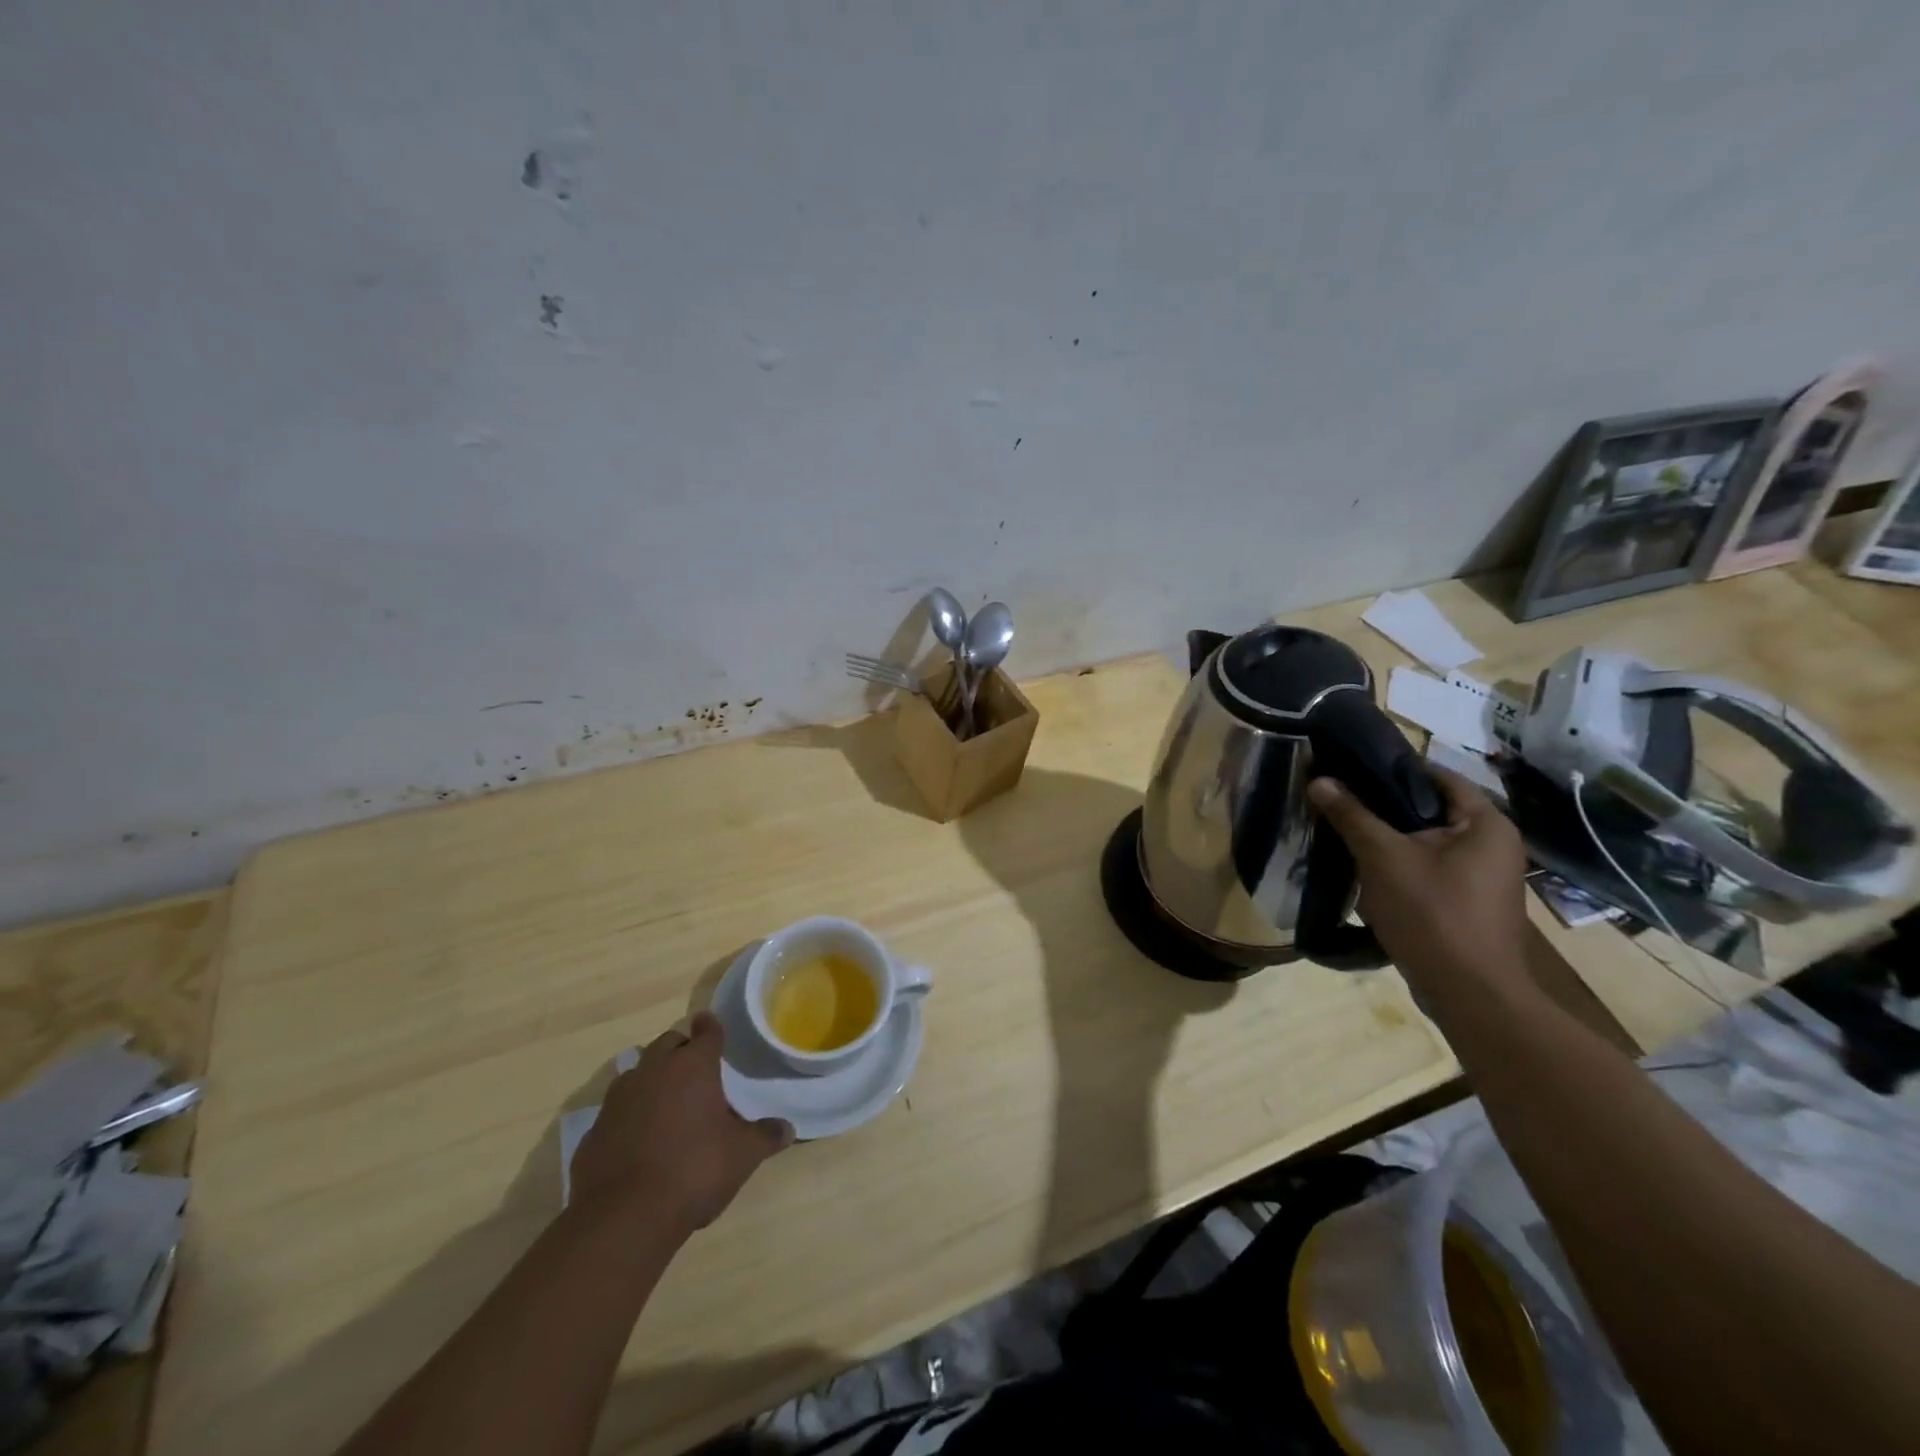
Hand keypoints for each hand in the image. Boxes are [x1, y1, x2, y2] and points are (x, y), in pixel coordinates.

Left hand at [569, 1011, 792, 1232]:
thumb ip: (765, 1136)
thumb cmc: (693, 1170)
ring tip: (666, 1100)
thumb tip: (787, 1128)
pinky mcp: (594, 1130)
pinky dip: (629, 1114)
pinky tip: (639, 1138)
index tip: (710, 1023)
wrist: (623, 1217)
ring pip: (637, 1072)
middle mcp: (653, 1070)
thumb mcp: (742, 1155)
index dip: (711, 1027)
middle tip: (694, 1068)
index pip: (706, 1032)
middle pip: (667, 1043)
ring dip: (652, 1078)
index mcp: (693, 1066)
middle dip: (680, 1049)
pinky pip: (617, 1109)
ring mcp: (619, 1098)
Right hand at [1307, 767, 1530, 992]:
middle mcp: (1493, 845)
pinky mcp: (1468, 904)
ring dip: (1387, 840)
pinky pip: (1429, 870)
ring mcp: (1484, 878)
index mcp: (1486, 824)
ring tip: (1343, 833)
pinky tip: (1364, 873)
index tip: (1348, 767)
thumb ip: (1351, 815)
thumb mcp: (1383, 858)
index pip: (1436, 775)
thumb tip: (1318, 779)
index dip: (1391, 768)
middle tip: (1337, 801)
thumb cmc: (1433, 914)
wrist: (1469, 994)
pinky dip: (1399, 867)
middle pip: (1429, 810)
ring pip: (1425, 843)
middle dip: (1382, 807)